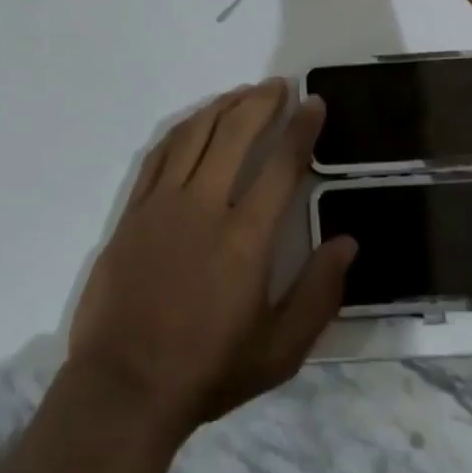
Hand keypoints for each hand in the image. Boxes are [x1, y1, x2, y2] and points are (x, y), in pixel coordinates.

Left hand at [68, 79, 355, 441]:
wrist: (124, 386)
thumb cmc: (206, 370)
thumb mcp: (279, 352)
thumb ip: (318, 294)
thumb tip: (347, 241)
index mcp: (245, 238)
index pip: (281, 165)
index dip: (301, 129)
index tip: (313, 102)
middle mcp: (205, 205)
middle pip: (236, 132)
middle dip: (262, 102)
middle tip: (280, 85)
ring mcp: (164, 202)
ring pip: (196, 133)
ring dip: (224, 105)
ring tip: (244, 92)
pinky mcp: (135, 208)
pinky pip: (161, 152)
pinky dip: (184, 127)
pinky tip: (196, 120)